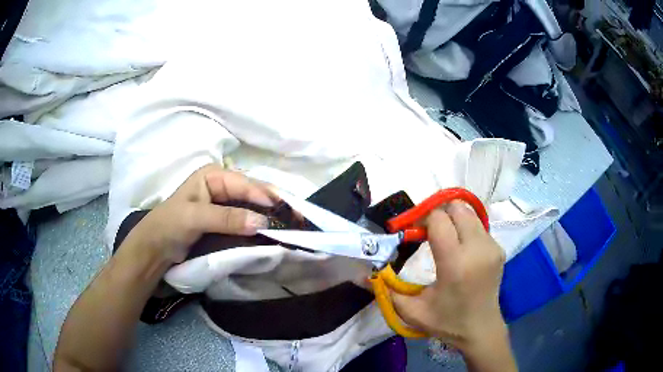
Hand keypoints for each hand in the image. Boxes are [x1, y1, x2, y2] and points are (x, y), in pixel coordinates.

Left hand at [121, 164, 276, 263]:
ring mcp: (225, 204)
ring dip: (270, 215)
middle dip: (273, 204)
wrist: (156, 248)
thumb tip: (262, 222)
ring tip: (291, 224)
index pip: (245, 183)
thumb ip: (227, 218)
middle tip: (296, 216)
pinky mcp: (226, 220)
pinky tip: (273, 231)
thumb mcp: (195, 218)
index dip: (265, 195)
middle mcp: (222, 185)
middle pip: (253, 192)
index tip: (284, 210)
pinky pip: (247, 220)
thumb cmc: (170, 225)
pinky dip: (260, 226)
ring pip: (253, 207)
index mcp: (213, 175)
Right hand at [392, 202, 510, 356]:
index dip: (423, 219)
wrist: (481, 329)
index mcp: (455, 264)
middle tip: (428, 232)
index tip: (414, 232)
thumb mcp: (411, 311)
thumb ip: (386, 290)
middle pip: (457, 209)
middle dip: (440, 214)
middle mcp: (477, 249)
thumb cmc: (446, 322)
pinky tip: (460, 249)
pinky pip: (479, 226)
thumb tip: (361, 274)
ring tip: (444, 239)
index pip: (439, 220)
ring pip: (469, 214)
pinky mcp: (499, 248)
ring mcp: (492, 247)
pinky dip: (465, 229)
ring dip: (453, 220)